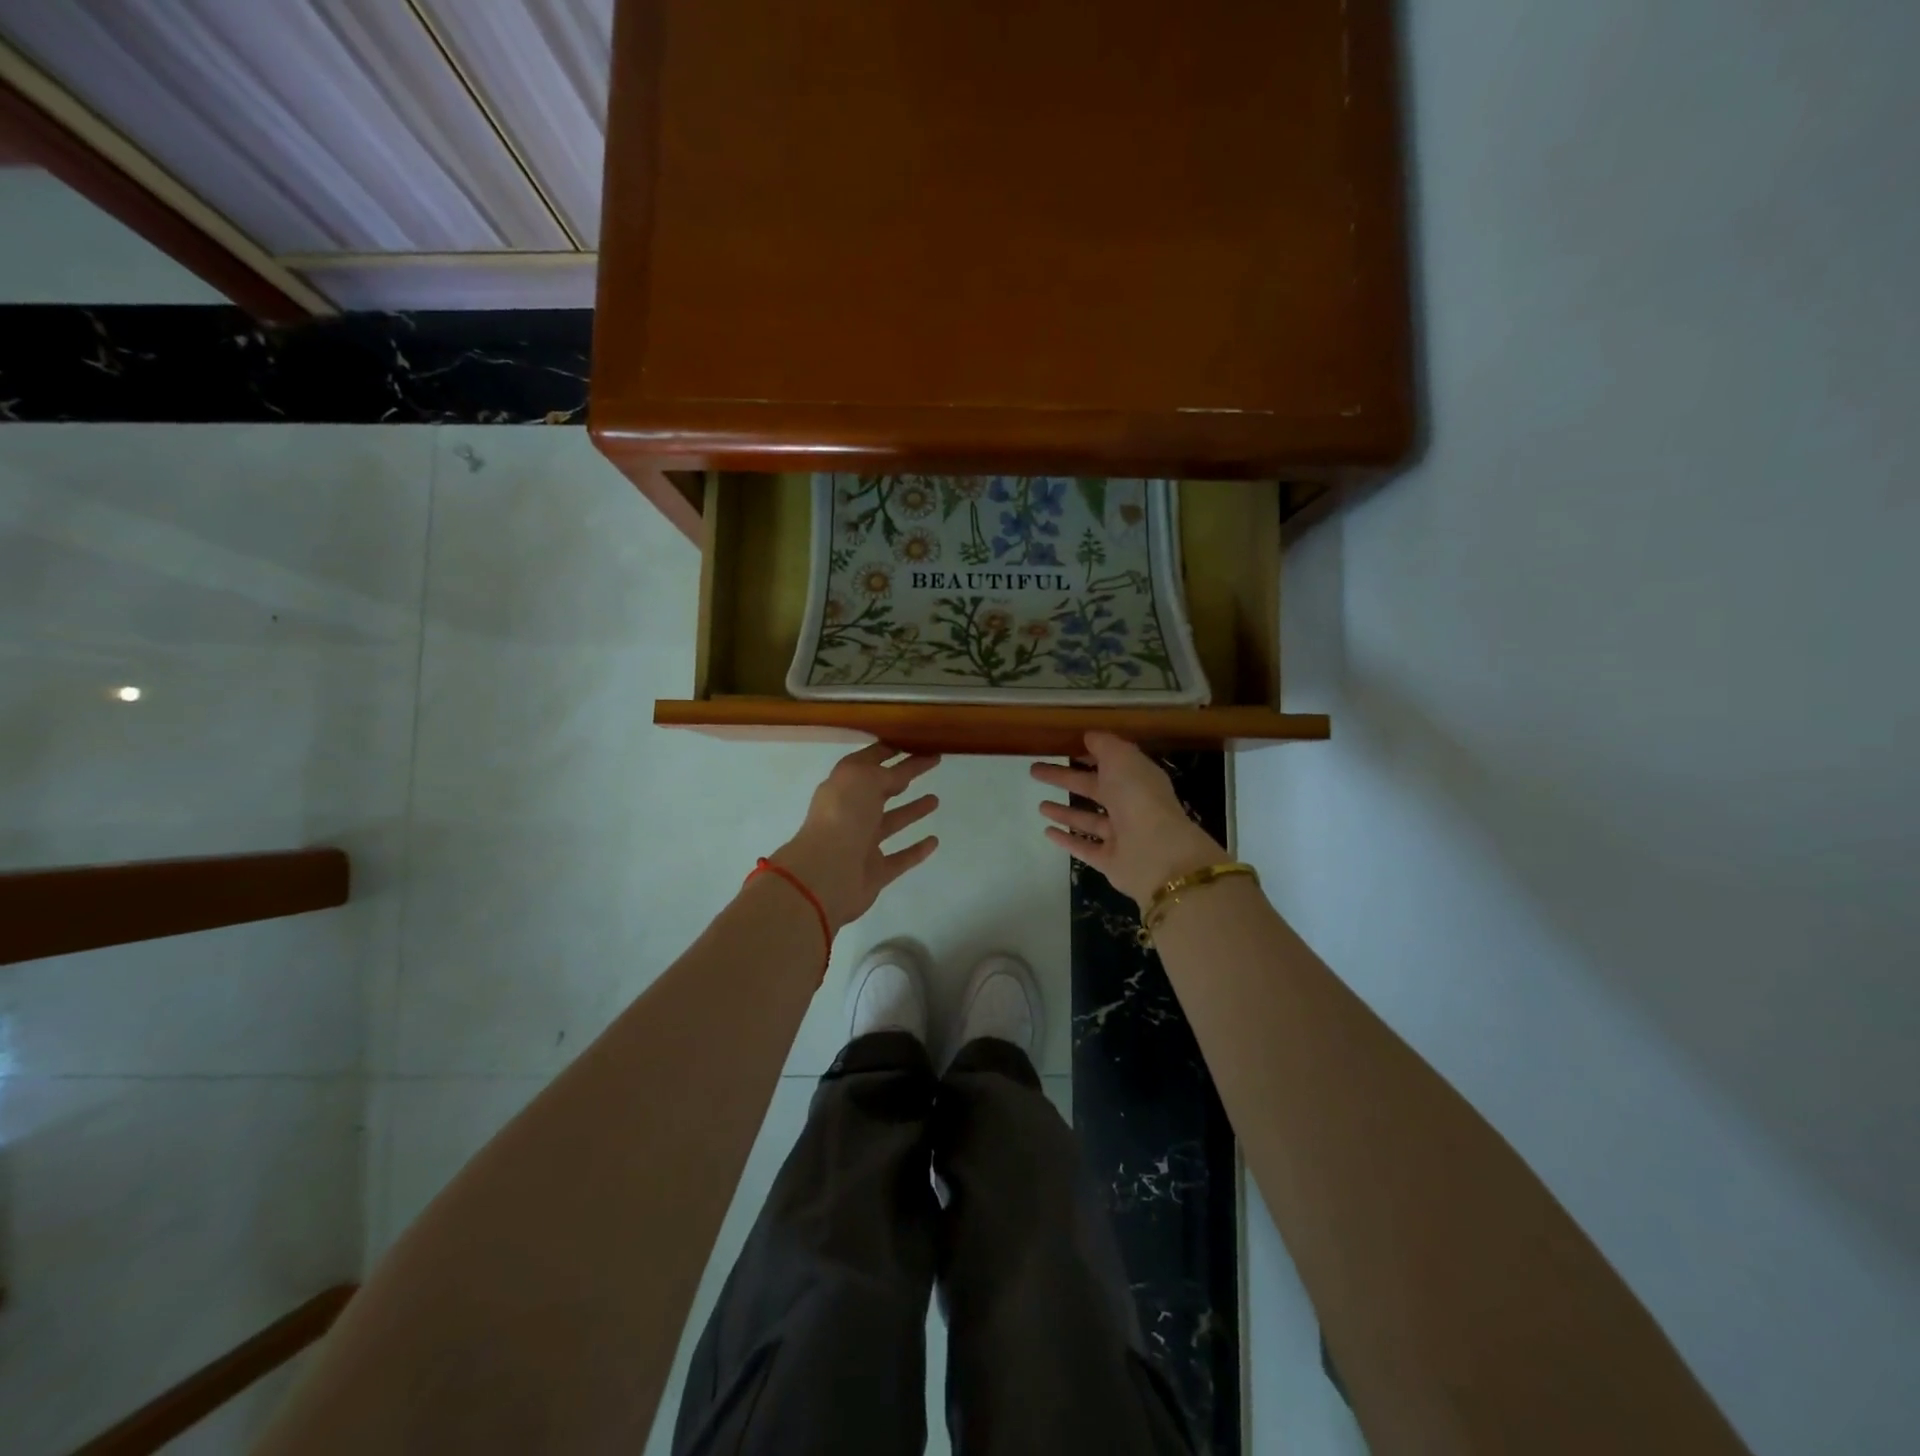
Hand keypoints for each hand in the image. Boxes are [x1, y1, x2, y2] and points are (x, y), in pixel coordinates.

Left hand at [772, 743, 940, 930]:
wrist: (827, 873)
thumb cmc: (843, 817)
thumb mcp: (864, 779)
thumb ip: (885, 774)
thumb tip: (898, 776)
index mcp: (843, 786)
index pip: (869, 762)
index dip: (889, 750)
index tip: (914, 741)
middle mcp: (851, 812)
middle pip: (882, 789)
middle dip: (905, 775)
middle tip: (933, 762)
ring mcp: (862, 843)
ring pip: (892, 822)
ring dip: (912, 810)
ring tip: (935, 800)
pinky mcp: (875, 871)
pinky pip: (900, 858)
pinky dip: (916, 850)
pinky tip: (934, 841)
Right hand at [1031, 731, 1225, 906]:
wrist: (1157, 854)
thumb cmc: (1139, 798)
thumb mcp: (1122, 759)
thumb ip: (1105, 745)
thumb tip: (1089, 736)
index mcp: (1137, 778)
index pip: (1110, 763)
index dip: (1088, 754)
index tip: (1062, 747)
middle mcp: (1130, 806)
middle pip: (1093, 788)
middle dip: (1064, 778)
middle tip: (1035, 770)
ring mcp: (1120, 835)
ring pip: (1089, 820)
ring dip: (1065, 812)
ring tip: (1040, 806)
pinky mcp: (1109, 861)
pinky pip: (1084, 847)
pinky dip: (1066, 839)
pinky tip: (1046, 831)